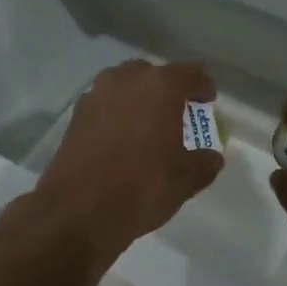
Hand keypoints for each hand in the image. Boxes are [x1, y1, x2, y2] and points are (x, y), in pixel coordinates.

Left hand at [33, 60, 224, 264]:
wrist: (77, 212)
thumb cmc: (141, 187)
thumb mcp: (186, 180)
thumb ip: (205, 162)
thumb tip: (210, 157)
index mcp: (160, 87)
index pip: (190, 73)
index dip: (203, 87)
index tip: (207, 103)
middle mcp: (126, 80)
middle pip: (154, 74)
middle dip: (168, 89)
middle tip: (177, 114)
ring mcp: (96, 95)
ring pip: (125, 85)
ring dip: (139, 98)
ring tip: (148, 125)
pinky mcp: (76, 115)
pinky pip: (105, 103)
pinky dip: (117, 113)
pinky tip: (122, 139)